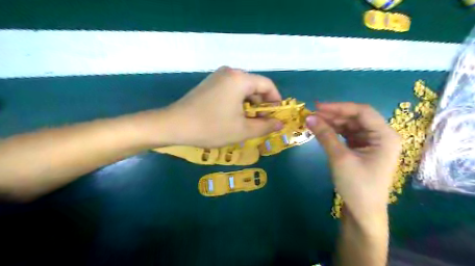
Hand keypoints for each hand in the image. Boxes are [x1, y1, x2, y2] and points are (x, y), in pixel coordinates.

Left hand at [162, 66, 283, 147]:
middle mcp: (230, 72)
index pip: (267, 85)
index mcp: (240, 79)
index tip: (276, 117)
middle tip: (261, 123)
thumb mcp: (242, 130)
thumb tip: (280, 124)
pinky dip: (237, 103)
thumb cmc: (212, 127)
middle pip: (255, 86)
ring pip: (243, 90)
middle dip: (261, 105)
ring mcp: (217, 77)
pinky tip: (233, 117)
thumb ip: (265, 126)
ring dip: (249, 106)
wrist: (174, 125)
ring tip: (247, 123)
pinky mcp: (209, 84)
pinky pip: (231, 91)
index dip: (276, 101)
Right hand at [306, 103, 401, 218]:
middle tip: (312, 115)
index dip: (339, 107)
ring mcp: (372, 143)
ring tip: (314, 122)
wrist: (362, 213)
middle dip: (334, 115)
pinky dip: (335, 132)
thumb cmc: (357, 186)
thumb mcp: (340, 158)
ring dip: (333, 123)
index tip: (317, 107)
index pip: (362, 112)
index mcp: (385, 136)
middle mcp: (381, 136)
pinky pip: (348, 135)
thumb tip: (309, 117)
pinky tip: (322, 131)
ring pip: (351, 126)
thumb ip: (325, 135)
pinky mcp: (362, 150)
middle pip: (356, 118)